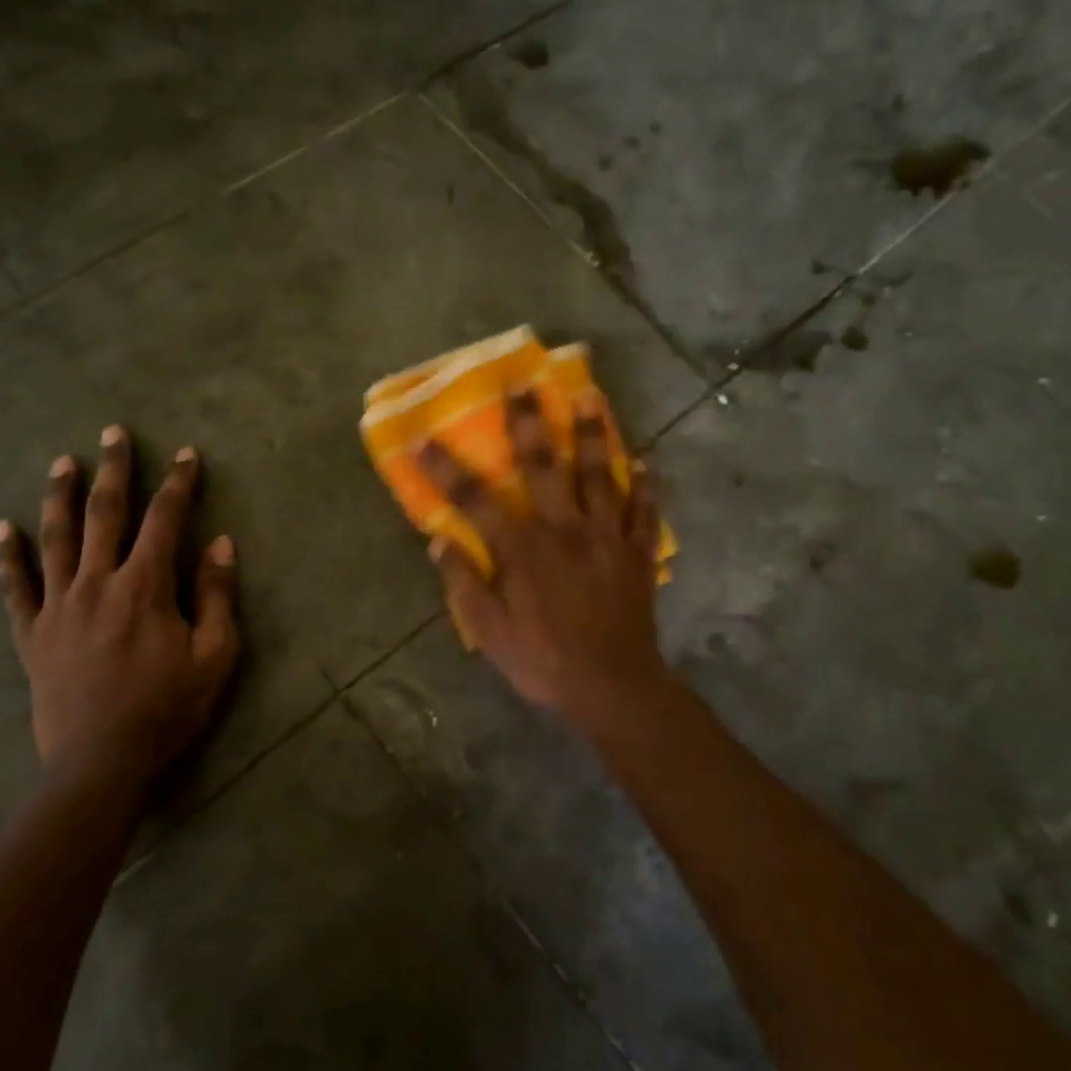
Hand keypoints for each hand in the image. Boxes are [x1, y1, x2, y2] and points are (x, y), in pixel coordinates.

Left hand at [0, 427, 239, 795]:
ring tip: (62, 462)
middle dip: (114, 470)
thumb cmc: (167, 708)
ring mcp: (58, 606)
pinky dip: (7, 556)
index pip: (165, 519)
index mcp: (145, 586)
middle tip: (114, 433)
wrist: (100, 764)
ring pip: (56, 538)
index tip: (186, 454)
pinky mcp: (32, 634)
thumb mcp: (215, 655)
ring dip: (60, 496)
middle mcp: (97, 583)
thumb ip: (217, 595)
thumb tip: (221, 542)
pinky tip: (2, 528)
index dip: (178, 483)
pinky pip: (15, 587)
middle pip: (105, 514)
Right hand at [418, 389, 671, 724]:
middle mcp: (566, 529)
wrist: (614, 688)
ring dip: (594, 433)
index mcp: (525, 548)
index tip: (424, 437)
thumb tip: (441, 541)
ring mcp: (607, 537)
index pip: (477, 500)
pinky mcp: (637, 553)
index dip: (447, 469)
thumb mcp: (490, 633)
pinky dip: (646, 486)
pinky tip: (646, 462)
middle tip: (525, 381)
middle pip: (546, 465)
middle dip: (531, 421)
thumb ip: (464, 584)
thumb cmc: (544, 662)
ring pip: (602, 475)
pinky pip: (644, 512)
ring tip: (591, 396)